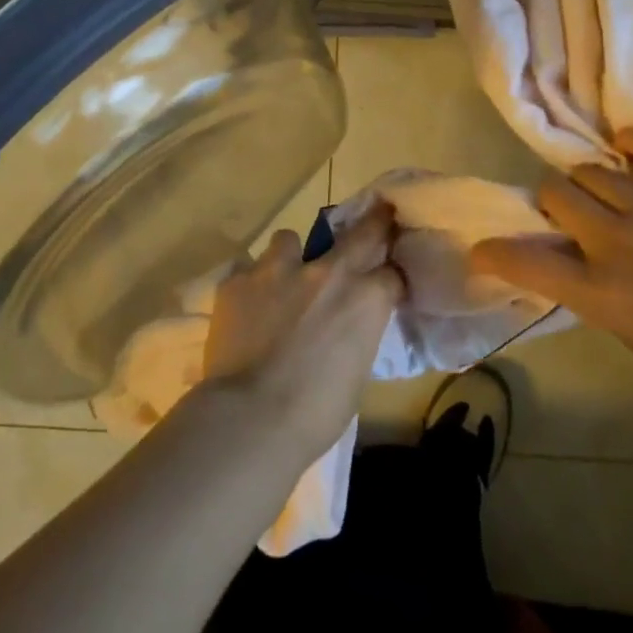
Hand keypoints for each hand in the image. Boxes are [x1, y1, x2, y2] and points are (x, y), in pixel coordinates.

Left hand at [201, 203, 402, 463]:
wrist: (250, 418)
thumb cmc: (315, 413)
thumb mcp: (356, 374)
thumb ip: (356, 335)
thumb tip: (347, 329)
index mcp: (366, 300)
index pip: (393, 273)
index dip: (390, 277)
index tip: (388, 281)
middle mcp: (328, 272)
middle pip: (362, 231)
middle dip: (373, 222)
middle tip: (376, 215)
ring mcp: (279, 270)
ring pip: (289, 239)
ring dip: (290, 256)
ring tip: (281, 280)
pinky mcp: (238, 280)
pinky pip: (247, 269)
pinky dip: (250, 284)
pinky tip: (244, 307)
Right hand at [471, 129, 632, 392]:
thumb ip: (606, 308)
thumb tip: (589, 280)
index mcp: (600, 293)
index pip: (525, 264)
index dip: (493, 254)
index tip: (481, 252)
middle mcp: (612, 242)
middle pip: (552, 194)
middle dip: (545, 203)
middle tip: (560, 219)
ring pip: (587, 170)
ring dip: (580, 181)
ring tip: (594, 194)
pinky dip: (628, 143)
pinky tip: (623, 149)